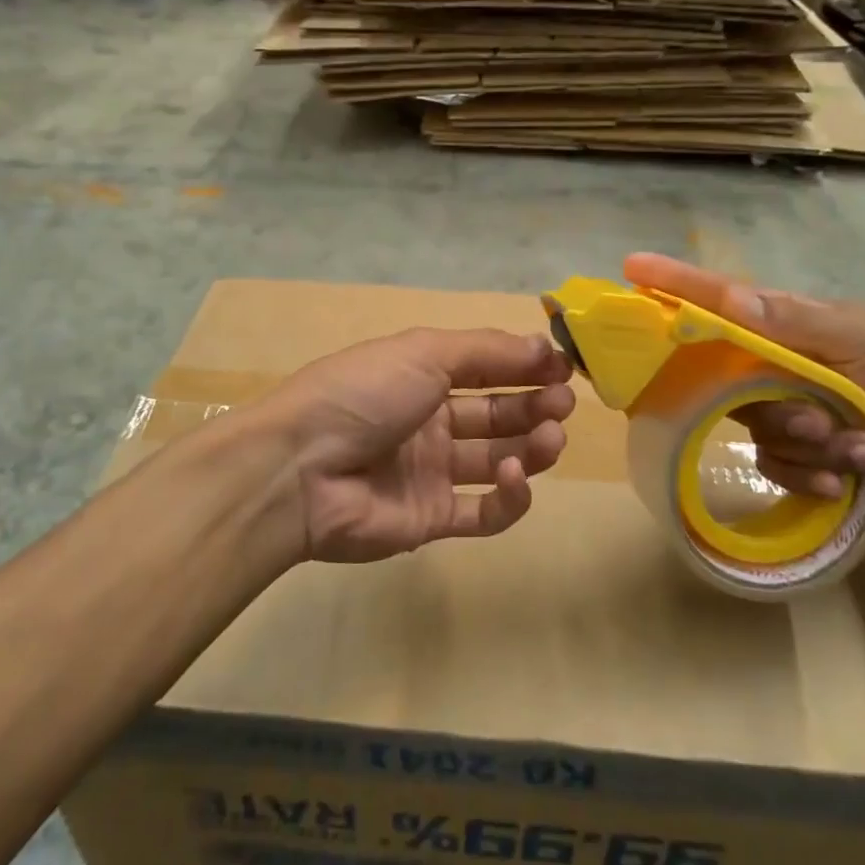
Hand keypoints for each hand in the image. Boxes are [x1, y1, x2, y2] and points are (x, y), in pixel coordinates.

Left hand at [254, 328, 575, 564]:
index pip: (487, 369)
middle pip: (497, 414)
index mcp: (422, 376)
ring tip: (552, 437)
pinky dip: (510, 496)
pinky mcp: (432, 518)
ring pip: (497, 459)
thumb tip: (543, 346)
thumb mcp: (423, 352)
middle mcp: (429, 421)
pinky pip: (483, 511)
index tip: (564, 368)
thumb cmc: (364, 394)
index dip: (525, 367)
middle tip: (563, 404)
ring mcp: (431, 472)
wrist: (300, 469)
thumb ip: (487, 350)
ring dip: (531, 446)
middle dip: (535, 406)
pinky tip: (515, 475)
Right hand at [623, 253, 864, 498]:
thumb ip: (793, 321)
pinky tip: (850, 474)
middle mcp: (772, 362)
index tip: (631, 267)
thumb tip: (729, 296)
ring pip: (755, 429)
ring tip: (855, 447)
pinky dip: (812, 473)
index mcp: (782, 323)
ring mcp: (783, 406)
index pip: (716, 299)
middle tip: (817, 419)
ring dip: (806, 445)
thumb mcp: (859, 335)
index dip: (673, 284)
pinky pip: (774, 465)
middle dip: (775, 408)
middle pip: (727, 382)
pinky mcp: (797, 448)